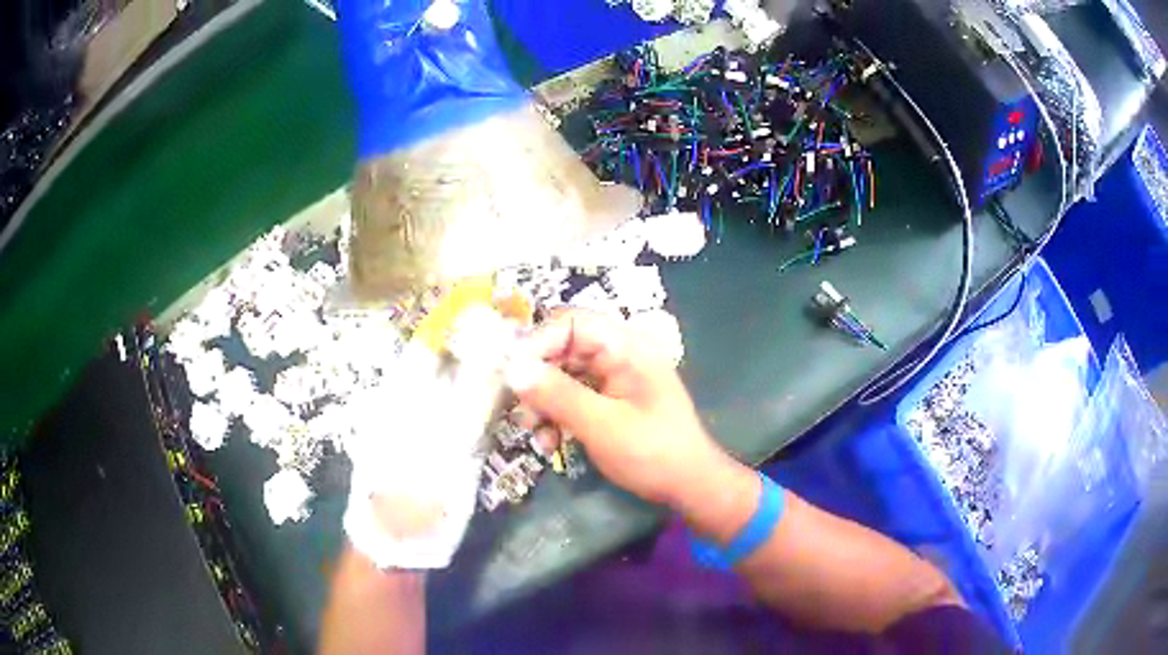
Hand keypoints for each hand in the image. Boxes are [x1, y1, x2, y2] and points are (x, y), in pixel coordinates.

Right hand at [504, 310, 730, 506]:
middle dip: (537, 380)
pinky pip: (573, 396)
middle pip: (563, 349)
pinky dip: (557, 416)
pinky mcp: (610, 400)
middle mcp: (619, 353)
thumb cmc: (652, 453)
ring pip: (563, 375)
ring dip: (543, 403)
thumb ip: (557, 395)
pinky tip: (550, 442)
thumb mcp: (601, 425)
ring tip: (534, 433)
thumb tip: (512, 369)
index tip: (512, 375)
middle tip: (520, 411)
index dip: (537, 344)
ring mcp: (615, 377)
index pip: (571, 323)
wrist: (689, 486)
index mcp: (626, 346)